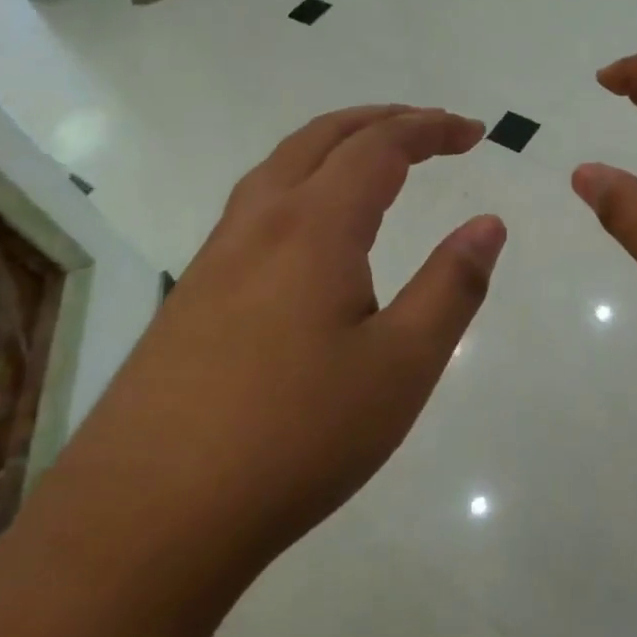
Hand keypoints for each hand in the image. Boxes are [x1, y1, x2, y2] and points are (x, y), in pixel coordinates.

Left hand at [81, 106, 505, 566]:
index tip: (474, 132)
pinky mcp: (193, 292)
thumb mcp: (400, 366)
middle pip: (324, 136)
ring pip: (281, 165)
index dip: (431, 128)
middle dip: (384, 120)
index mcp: (314, 226)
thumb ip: (451, 286)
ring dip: (336, 144)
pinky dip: (302, 179)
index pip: (380, 146)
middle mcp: (260, 221)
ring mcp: (217, 255)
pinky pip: (256, 203)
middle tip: (433, 130)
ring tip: (376, 159)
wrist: (148, 516)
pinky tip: (312, 227)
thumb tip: (488, 224)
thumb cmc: (295, 437)